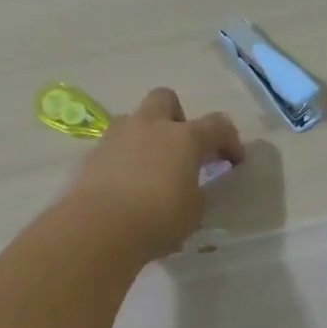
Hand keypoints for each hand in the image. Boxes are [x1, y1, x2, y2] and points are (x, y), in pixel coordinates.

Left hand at [65, 89, 243, 259]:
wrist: (98, 228)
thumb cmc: (158, 219)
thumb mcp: (193, 211)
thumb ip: (196, 192)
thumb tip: (190, 186)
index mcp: (184, 137)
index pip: (217, 125)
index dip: (230, 140)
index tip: (234, 161)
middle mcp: (150, 126)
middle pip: (166, 99)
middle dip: (177, 117)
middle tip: (182, 147)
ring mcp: (117, 137)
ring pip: (135, 120)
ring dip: (146, 136)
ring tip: (151, 168)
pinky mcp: (92, 156)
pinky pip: (115, 147)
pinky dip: (124, 159)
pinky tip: (127, 186)